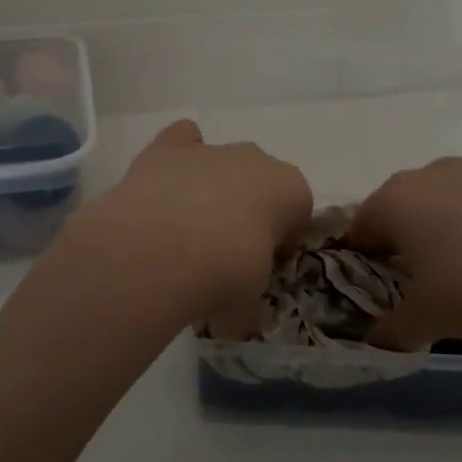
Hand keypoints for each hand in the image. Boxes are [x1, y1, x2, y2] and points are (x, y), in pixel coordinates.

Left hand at [66, 120, 310, 327]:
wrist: (164, 250)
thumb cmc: (225, 276)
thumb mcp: (248, 306)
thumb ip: (247, 306)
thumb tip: (235, 321)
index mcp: (292, 191)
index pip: (297, 213)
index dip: (280, 241)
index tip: (261, 267)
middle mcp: (257, 160)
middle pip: (259, 182)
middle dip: (247, 209)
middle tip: (223, 252)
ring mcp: (211, 150)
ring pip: (220, 161)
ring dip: (211, 187)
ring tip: (186, 229)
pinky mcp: (168, 148)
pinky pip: (181, 140)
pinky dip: (176, 157)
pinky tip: (164, 186)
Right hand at [349, 155, 461, 349]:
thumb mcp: (425, 322)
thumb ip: (392, 330)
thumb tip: (377, 339)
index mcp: (396, 202)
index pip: (363, 223)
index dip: (364, 251)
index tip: (377, 279)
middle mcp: (434, 174)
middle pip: (406, 200)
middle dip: (407, 230)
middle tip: (424, 271)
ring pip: (453, 188)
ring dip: (453, 214)